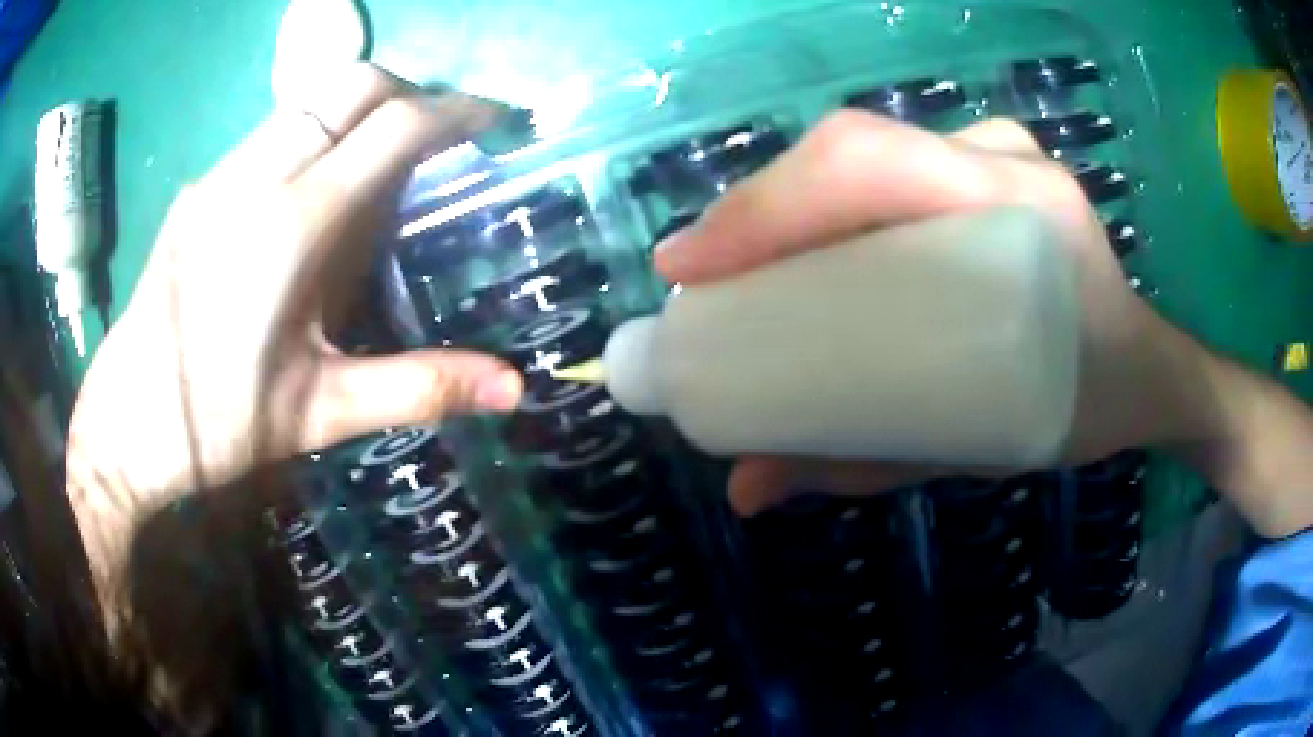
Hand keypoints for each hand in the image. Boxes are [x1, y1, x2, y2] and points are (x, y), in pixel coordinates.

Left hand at [67, 65, 523, 580]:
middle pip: (354, 85)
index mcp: (294, 227)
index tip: (494, 121)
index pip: (394, 127)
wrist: (126, 422)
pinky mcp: (200, 187)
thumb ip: (419, 387)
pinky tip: (314, 188)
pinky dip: (317, 130)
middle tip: (441, 137)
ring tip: (382, 159)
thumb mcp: (321, 413)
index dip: (456, 112)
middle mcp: (257, 177)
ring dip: (362, 107)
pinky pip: (274, 128)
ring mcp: (221, 174)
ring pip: (310, 99)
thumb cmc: (221, 425)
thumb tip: (515, 389)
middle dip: (413, 93)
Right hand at [655, 112, 1195, 515]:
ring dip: (788, 203)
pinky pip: (889, 164)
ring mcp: (997, 150)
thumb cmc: (1080, 408)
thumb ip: (862, 463)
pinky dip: (830, 199)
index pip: (869, 165)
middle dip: (761, 210)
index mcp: (1021, 212)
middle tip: (703, 279)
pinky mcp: (986, 161)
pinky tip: (801, 241)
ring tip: (739, 266)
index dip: (766, 206)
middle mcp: (1004, 160)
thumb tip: (745, 489)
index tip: (690, 271)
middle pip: (852, 151)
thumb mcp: (979, 447)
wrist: (1144, 368)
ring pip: (864, 152)